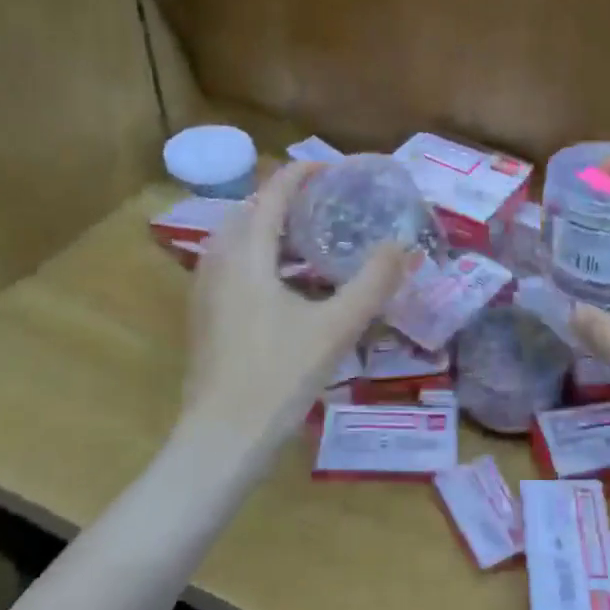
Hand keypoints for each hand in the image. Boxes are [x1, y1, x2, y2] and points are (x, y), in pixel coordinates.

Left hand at [172, 162, 408, 475]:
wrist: (221, 439)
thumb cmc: (279, 376)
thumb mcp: (337, 327)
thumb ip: (373, 282)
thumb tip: (404, 244)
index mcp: (246, 254)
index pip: (272, 193)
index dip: (303, 173)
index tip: (336, 169)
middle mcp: (218, 261)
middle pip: (252, 210)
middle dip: (288, 199)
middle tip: (330, 205)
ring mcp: (205, 289)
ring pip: (240, 239)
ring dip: (274, 229)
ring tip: (315, 239)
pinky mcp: (205, 314)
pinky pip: (234, 264)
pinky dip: (263, 256)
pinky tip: (292, 284)